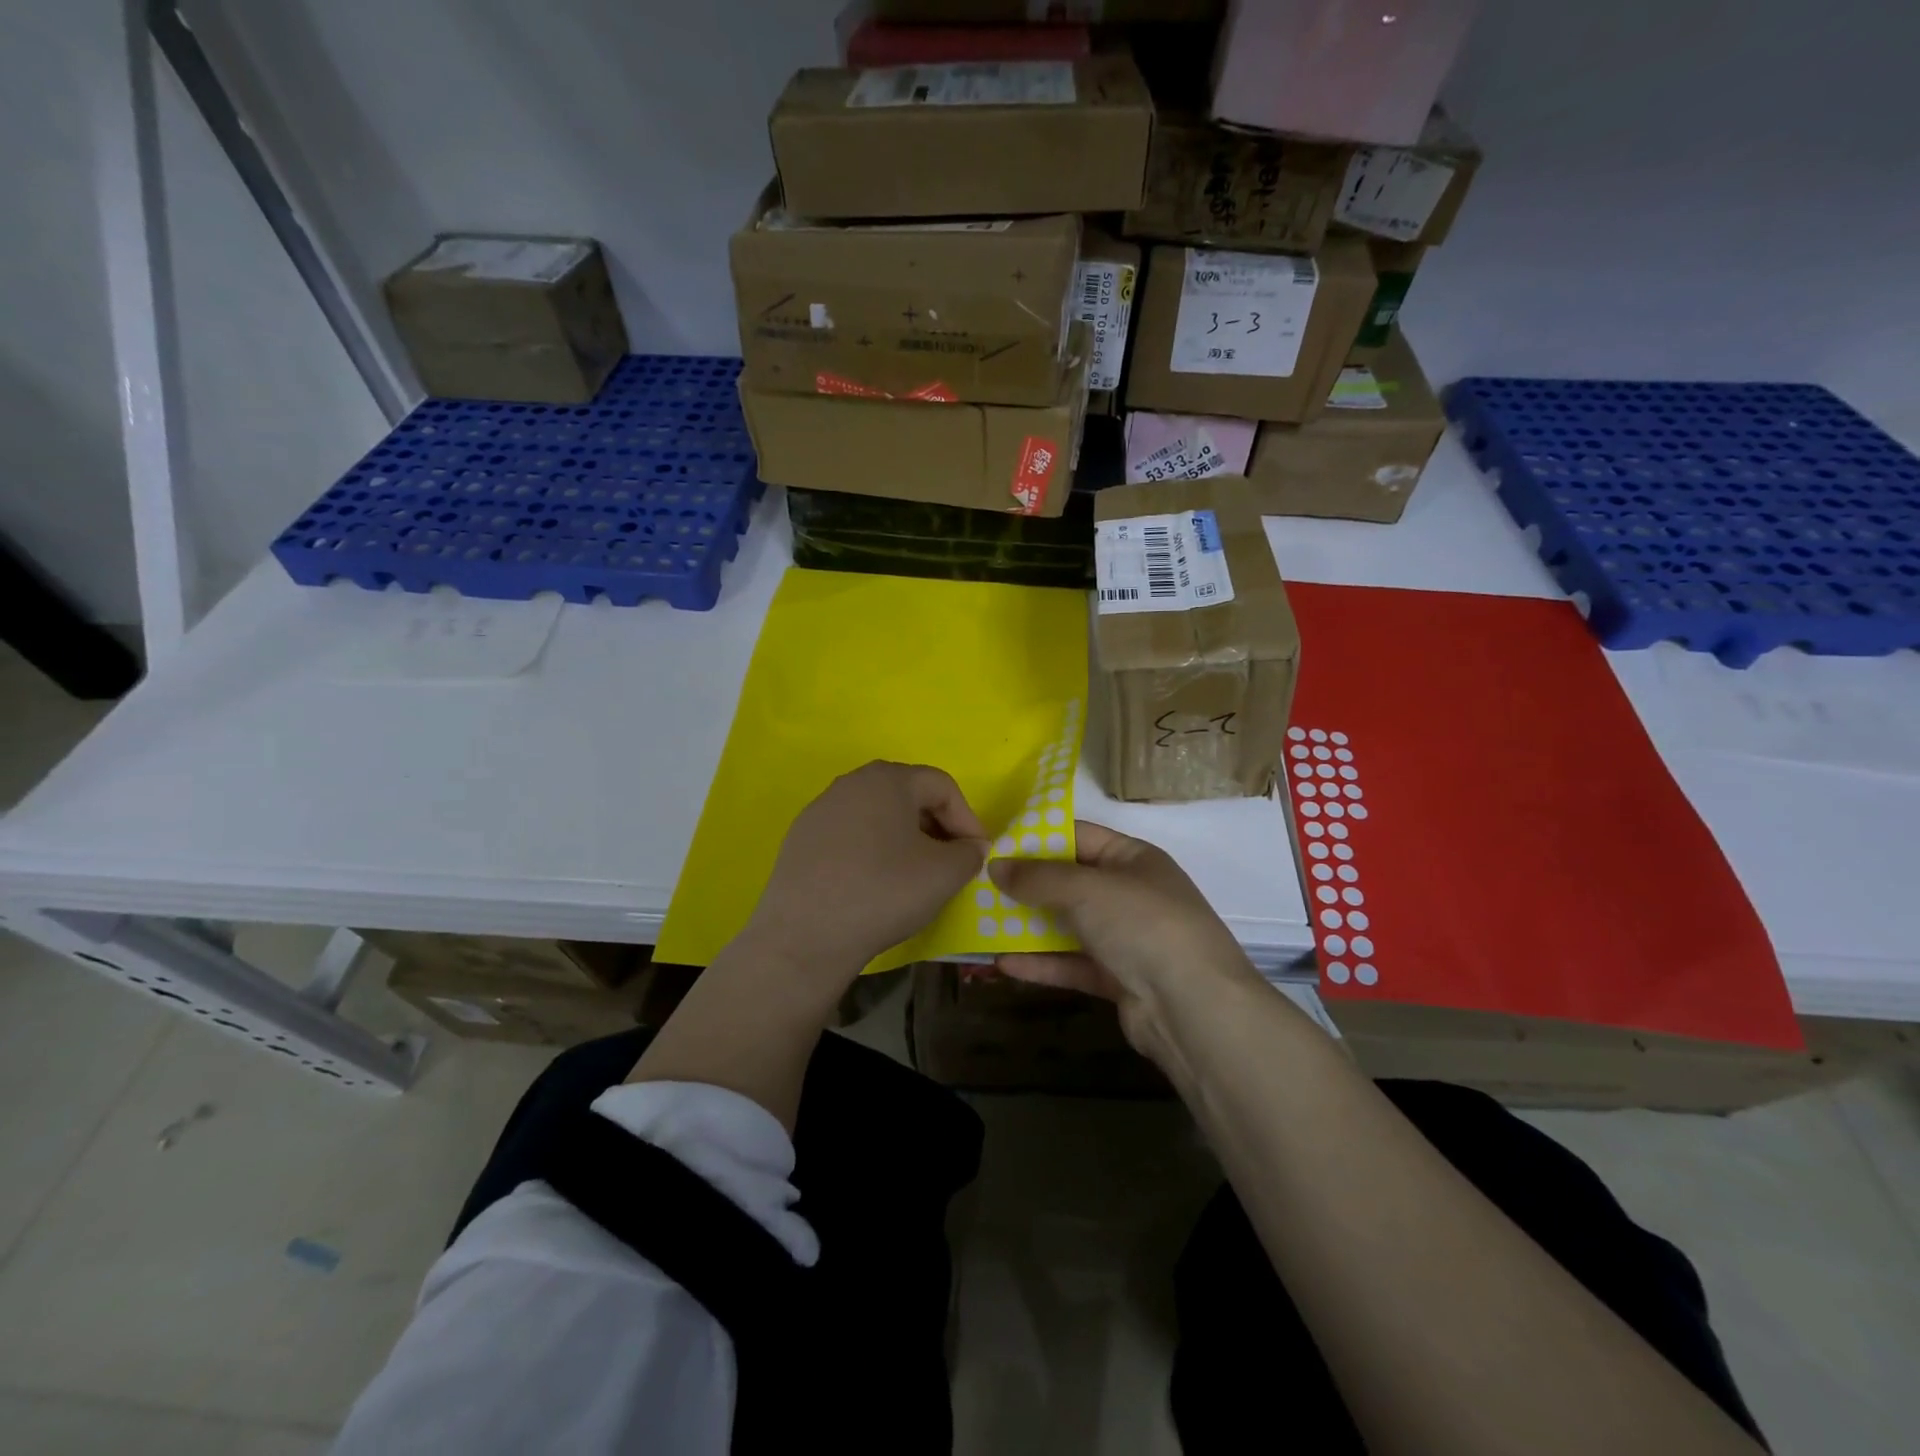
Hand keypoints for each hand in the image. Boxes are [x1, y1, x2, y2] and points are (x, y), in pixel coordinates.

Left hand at [743, 761, 987, 982]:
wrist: (804, 936)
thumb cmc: (883, 892)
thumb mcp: (944, 874)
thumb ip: (969, 853)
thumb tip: (970, 848)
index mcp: (887, 779)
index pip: (942, 785)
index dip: (967, 818)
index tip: (977, 855)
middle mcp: (851, 783)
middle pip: (908, 796)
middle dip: (937, 827)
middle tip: (950, 863)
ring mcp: (821, 810)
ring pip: (878, 816)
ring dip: (905, 839)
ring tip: (915, 875)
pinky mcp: (801, 839)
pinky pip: (851, 836)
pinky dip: (872, 852)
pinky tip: (875, 885)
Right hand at [990, 822, 1260, 1061]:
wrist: (1194, 1008)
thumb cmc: (1143, 925)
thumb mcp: (1087, 889)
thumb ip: (1039, 877)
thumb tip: (996, 866)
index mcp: (1133, 858)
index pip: (1079, 836)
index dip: (1037, 838)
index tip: (994, 844)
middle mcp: (1130, 894)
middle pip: (1070, 882)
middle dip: (1027, 884)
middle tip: (979, 885)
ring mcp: (1126, 938)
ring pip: (1068, 925)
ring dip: (1028, 925)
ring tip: (982, 923)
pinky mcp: (1118, 978)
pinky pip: (1072, 964)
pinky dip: (1041, 963)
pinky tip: (1002, 963)